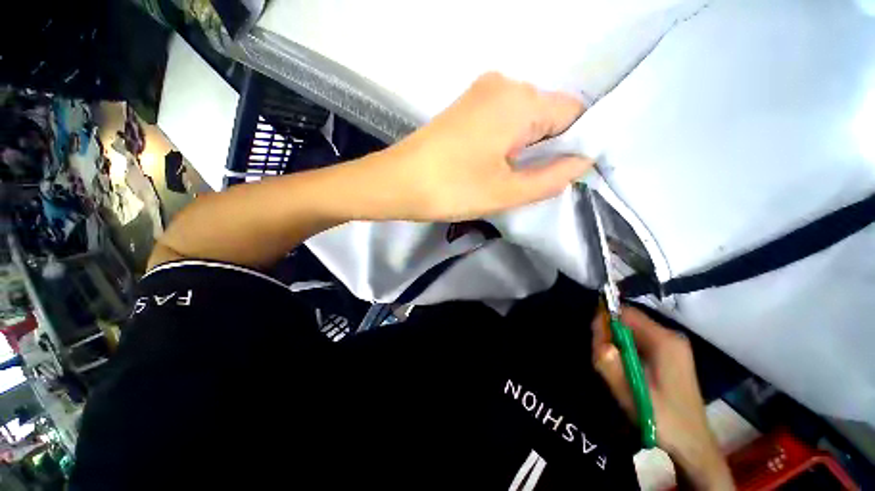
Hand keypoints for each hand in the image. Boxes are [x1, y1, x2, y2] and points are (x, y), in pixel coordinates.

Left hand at [374, 72, 592, 220]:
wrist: (396, 182)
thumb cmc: (451, 189)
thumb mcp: (507, 192)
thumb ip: (552, 178)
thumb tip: (582, 162)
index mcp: (519, 100)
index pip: (573, 114)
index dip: (574, 145)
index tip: (559, 175)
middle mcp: (504, 84)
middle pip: (548, 114)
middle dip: (548, 148)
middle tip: (528, 181)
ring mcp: (481, 93)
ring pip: (525, 119)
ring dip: (526, 148)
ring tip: (506, 175)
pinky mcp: (466, 107)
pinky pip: (503, 120)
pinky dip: (508, 142)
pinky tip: (492, 163)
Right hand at [592, 307, 733, 489]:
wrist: (692, 444)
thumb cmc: (662, 417)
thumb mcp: (629, 391)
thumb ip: (609, 361)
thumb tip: (596, 334)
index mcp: (664, 341)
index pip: (626, 313)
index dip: (605, 320)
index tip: (596, 340)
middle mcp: (670, 336)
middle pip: (629, 320)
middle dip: (610, 334)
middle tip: (602, 357)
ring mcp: (672, 345)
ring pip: (632, 331)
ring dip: (617, 343)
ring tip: (613, 367)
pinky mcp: (670, 355)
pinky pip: (639, 341)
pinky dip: (626, 349)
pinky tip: (625, 369)